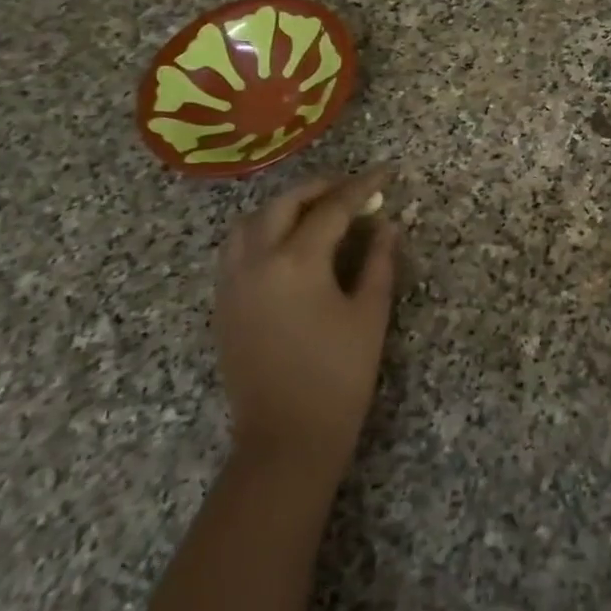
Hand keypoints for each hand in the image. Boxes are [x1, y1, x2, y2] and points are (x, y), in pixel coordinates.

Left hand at [212, 168, 399, 475]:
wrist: (286, 437)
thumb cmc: (339, 375)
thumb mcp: (370, 314)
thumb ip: (378, 261)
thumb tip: (385, 224)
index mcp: (296, 263)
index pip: (332, 209)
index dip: (362, 186)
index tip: (386, 173)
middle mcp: (256, 263)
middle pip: (283, 205)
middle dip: (319, 188)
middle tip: (350, 187)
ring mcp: (232, 284)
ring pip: (250, 223)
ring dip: (283, 206)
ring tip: (315, 209)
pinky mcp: (223, 304)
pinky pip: (236, 249)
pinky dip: (261, 230)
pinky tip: (286, 242)